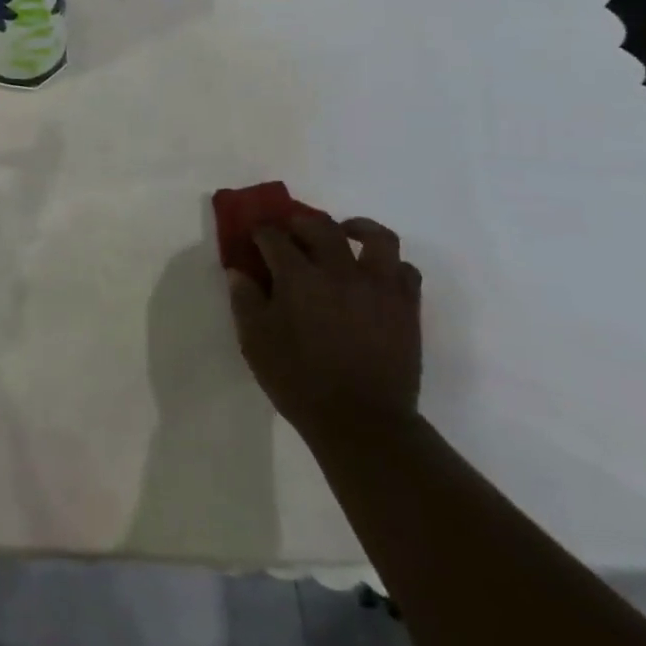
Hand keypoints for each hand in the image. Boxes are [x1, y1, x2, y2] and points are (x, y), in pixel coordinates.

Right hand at [228, 215, 421, 446]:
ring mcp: (378, 287)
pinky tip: (374, 275)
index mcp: (298, 277)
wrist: (362, 422)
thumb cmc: (299, 381)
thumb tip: (239, 271)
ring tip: (345, 236)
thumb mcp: (255, 342)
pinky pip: (405, 270)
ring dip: (357, 228)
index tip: (254, 239)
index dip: (260, 233)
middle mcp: (339, 271)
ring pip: (376, 237)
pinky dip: (389, 265)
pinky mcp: (406, 307)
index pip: (274, 237)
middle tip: (291, 234)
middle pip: (321, 227)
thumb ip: (244, 300)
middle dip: (300, 223)